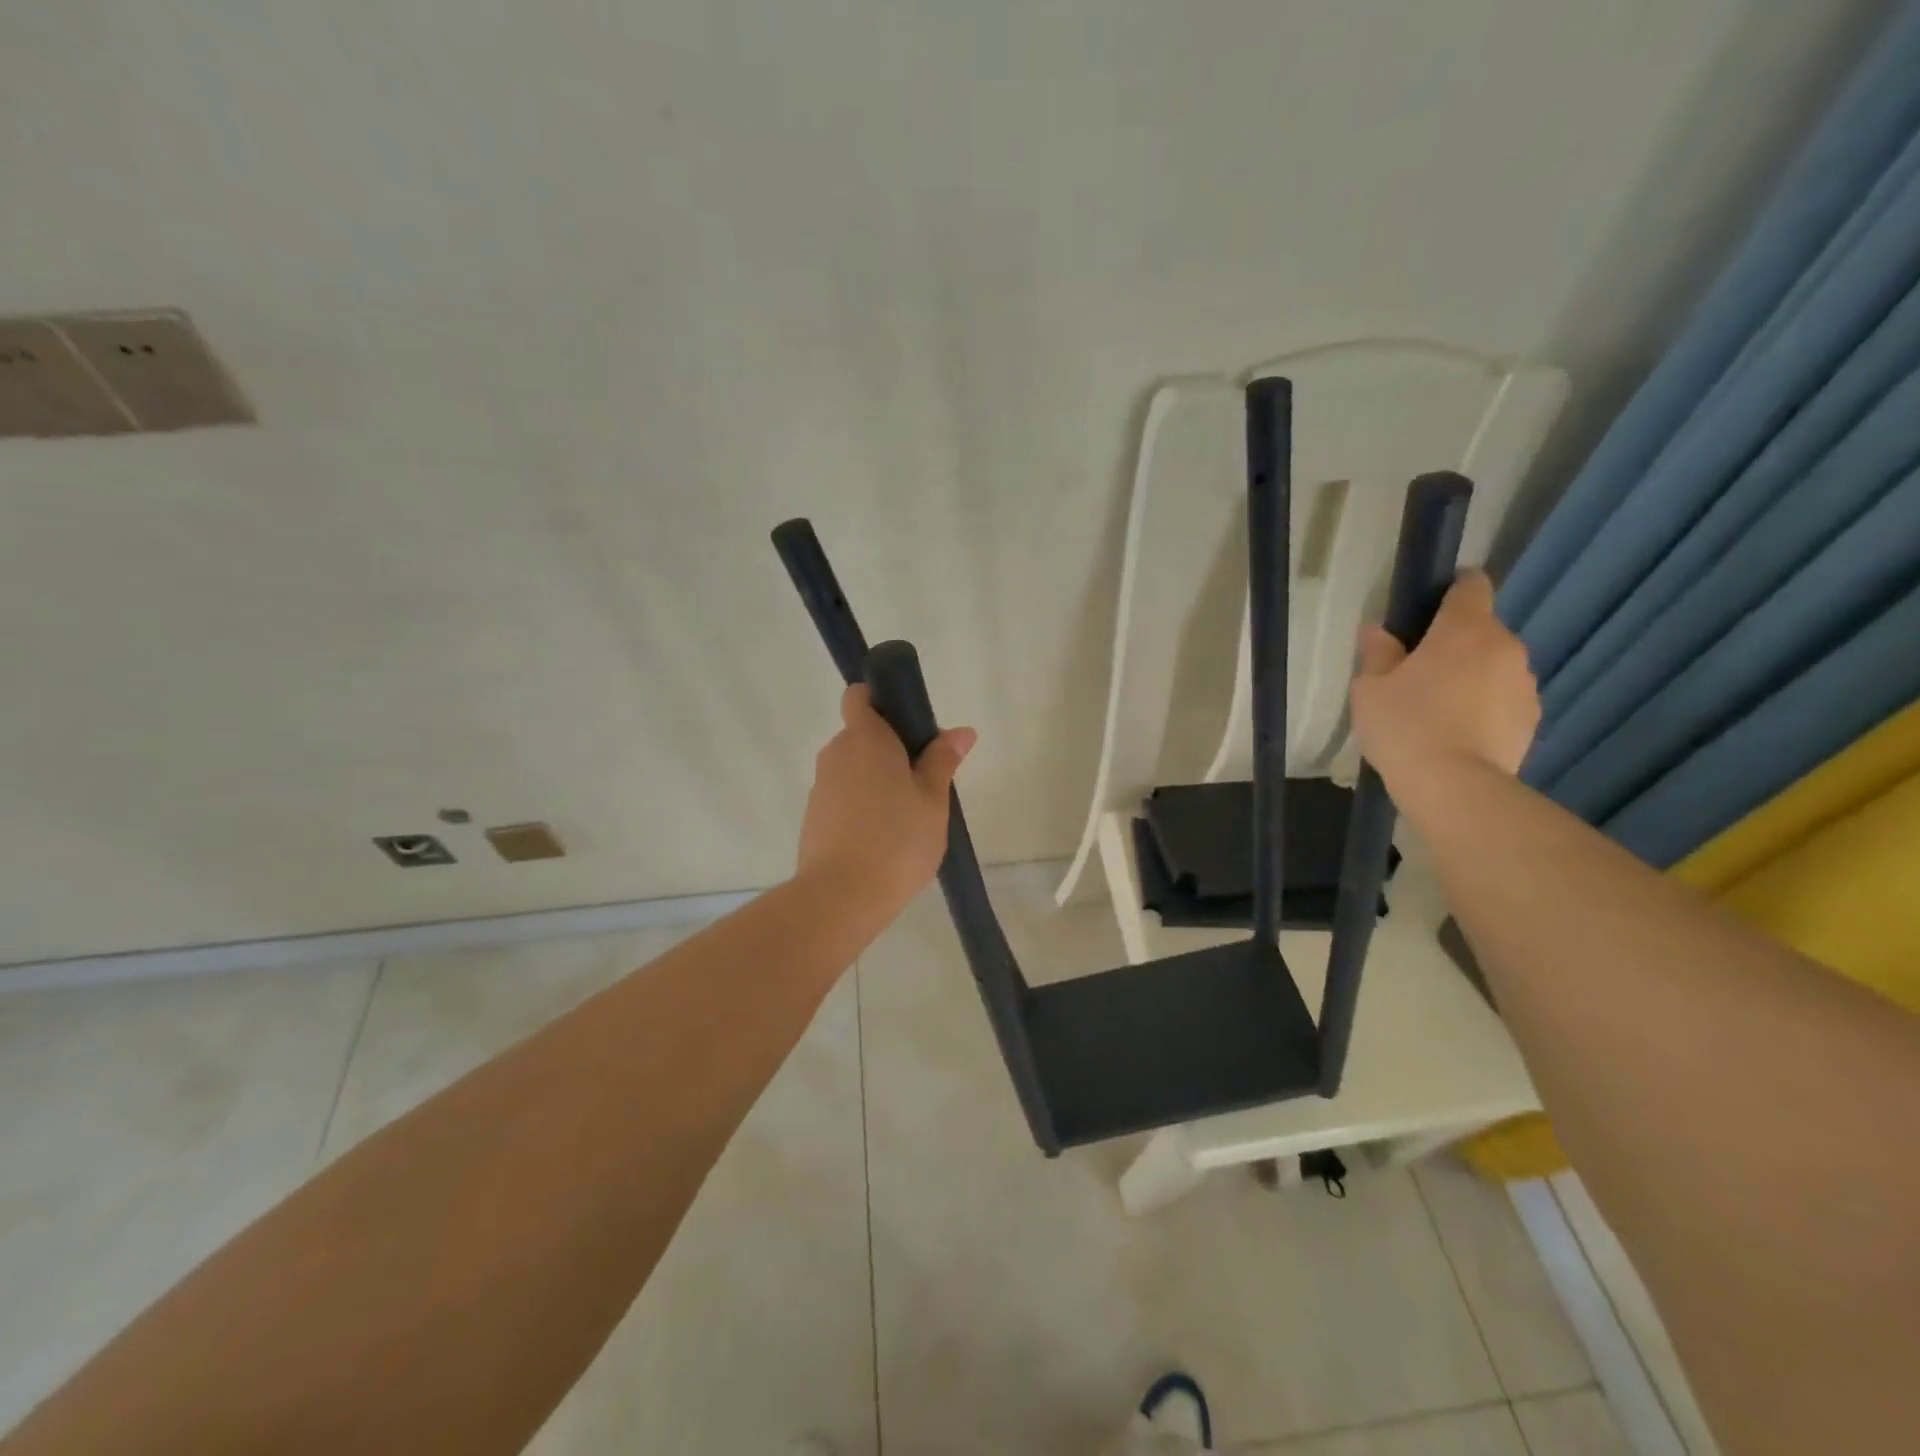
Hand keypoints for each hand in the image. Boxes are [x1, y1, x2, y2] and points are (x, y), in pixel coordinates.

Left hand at [796, 684, 976, 909]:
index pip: (859, 696)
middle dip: (889, 749)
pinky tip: (882, 838)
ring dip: (875, 780)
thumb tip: (961, 731)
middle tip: (923, 781)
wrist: (841, 897)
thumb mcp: (932, 800)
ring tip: (906, 816)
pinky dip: (860, 806)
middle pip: (861, 735)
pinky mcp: (814, 817)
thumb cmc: (897, 840)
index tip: (909, 727)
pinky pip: (842, 797)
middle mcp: (836, 754)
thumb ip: (943, 760)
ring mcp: (821, 786)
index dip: (881, 701)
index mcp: (865, 739)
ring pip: (852, 769)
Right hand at [1349, 570, 1539, 797]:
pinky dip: (1484, 706)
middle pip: (1481, 630)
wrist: (1453, 786)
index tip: (1429, 606)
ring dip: (1471, 676)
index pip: (1471, 586)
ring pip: (1494, 666)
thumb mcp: (1370, 687)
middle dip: (1454, 643)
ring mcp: (1524, 685)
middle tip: (1417, 672)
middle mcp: (1505, 647)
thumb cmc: (1405, 725)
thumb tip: (1378, 630)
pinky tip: (1456, 733)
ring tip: (1438, 709)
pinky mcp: (1531, 719)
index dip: (1452, 588)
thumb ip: (1376, 652)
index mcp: (1465, 629)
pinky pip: (1503, 699)